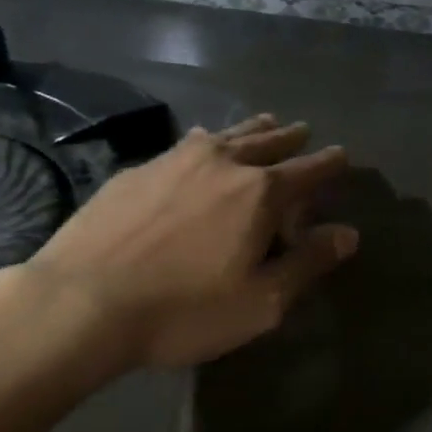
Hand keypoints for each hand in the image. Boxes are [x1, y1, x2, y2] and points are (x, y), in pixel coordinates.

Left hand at [23, 116, 355, 369]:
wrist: (83, 300)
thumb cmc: (183, 309)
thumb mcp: (261, 302)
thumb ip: (307, 263)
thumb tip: (348, 233)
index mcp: (260, 193)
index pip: (308, 170)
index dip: (329, 163)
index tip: (342, 155)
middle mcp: (223, 163)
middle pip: (267, 142)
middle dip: (290, 137)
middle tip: (302, 130)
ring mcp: (177, 160)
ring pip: (227, 135)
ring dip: (252, 129)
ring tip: (265, 122)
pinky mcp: (139, 169)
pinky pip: (187, 144)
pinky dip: (207, 140)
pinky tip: (201, 142)